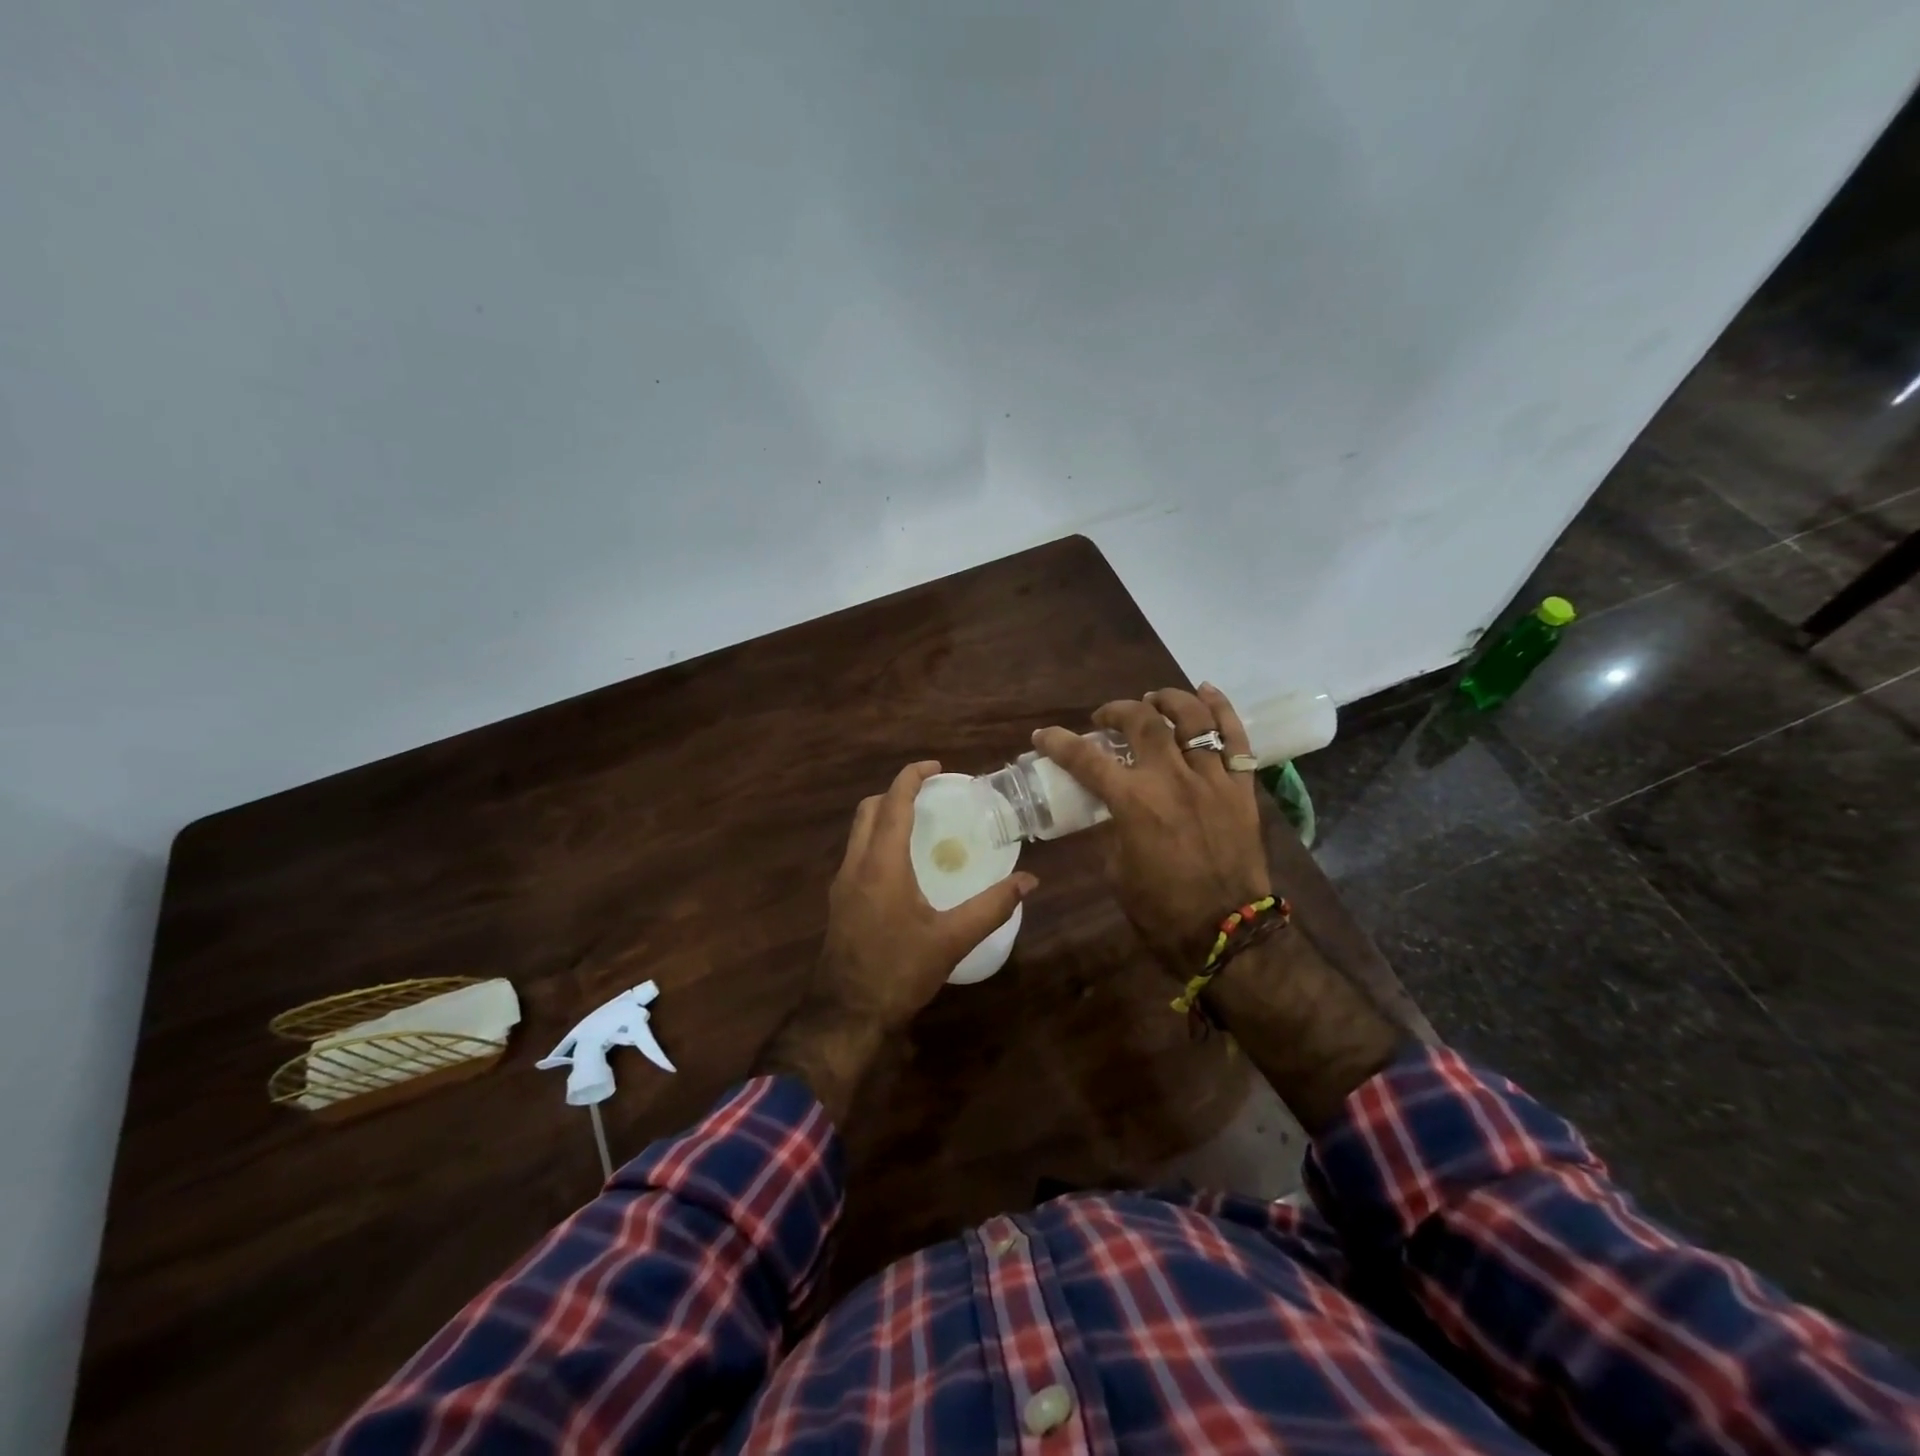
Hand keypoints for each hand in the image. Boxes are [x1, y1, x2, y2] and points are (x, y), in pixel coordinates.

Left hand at [814, 760, 1037, 1031]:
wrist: (845, 1015)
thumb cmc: (898, 972)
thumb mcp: (951, 940)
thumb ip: (992, 907)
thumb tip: (1028, 881)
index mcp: (881, 864)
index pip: (893, 802)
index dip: (912, 776)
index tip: (937, 768)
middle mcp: (856, 865)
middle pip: (870, 809)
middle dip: (897, 792)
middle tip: (930, 795)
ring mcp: (842, 884)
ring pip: (859, 831)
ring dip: (885, 816)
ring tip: (920, 825)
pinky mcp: (839, 901)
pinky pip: (857, 853)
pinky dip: (878, 840)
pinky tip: (903, 865)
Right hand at [1034, 685, 1268, 973]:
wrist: (1226, 932)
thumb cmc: (1161, 909)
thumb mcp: (1118, 869)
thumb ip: (1112, 828)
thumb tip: (1111, 807)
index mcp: (1133, 802)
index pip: (1086, 759)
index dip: (1059, 742)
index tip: (1043, 735)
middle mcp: (1171, 779)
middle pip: (1142, 722)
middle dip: (1117, 711)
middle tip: (1105, 718)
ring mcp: (1211, 779)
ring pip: (1191, 719)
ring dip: (1167, 700)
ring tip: (1153, 698)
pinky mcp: (1241, 787)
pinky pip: (1235, 738)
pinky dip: (1221, 709)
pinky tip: (1206, 691)